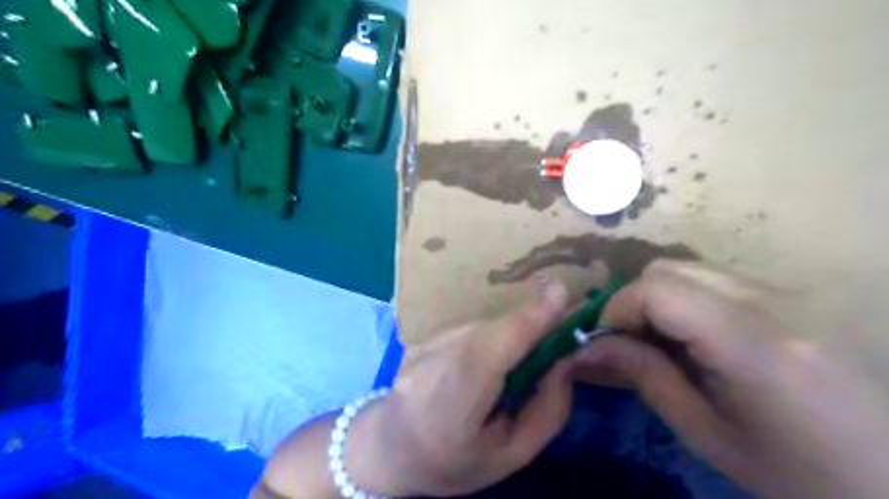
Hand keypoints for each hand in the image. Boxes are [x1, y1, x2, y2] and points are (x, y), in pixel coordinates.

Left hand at [344, 275, 572, 495]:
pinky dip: (489, 335)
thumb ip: (547, 409)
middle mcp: (430, 365)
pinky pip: (467, 328)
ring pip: (480, 326)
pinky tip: (488, 359)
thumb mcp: (511, 455)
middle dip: (529, 322)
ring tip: (522, 355)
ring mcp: (420, 347)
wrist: (388, 449)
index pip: (493, 349)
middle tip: (558, 332)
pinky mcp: (419, 337)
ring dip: (509, 331)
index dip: (529, 318)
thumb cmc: (454, 463)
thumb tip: (566, 359)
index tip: (561, 292)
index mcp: (452, 406)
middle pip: (491, 330)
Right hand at [573, 262, 888, 497]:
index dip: (617, 308)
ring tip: (665, 344)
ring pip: (692, 270)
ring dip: (661, 301)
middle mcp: (779, 301)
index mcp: (757, 345)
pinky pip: (720, 280)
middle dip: (635, 302)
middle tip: (631, 344)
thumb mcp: (709, 434)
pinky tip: (701, 340)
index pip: (658, 288)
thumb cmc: (804, 476)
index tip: (605, 342)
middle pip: (669, 269)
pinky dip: (690, 301)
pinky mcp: (801, 293)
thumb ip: (645, 377)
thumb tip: (588, 347)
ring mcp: (795, 291)